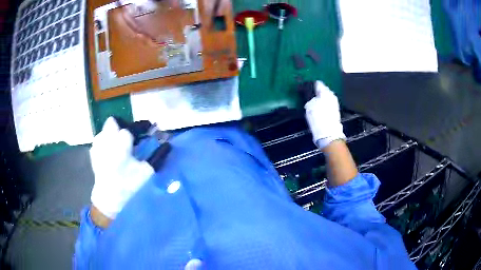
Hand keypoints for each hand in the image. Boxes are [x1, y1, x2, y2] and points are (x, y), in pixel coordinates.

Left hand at [90, 117, 153, 219]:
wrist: (109, 200)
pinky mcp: (93, 153)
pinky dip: (106, 142)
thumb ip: (157, 156)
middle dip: (123, 126)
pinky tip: (110, 152)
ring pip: (105, 130)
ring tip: (119, 145)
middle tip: (131, 137)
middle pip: (113, 122)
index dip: (140, 127)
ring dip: (113, 133)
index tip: (147, 129)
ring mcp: (97, 147)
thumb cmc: (128, 187)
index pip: (130, 129)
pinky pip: (99, 139)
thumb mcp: (146, 173)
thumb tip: (167, 144)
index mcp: (120, 147)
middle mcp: (106, 143)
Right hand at [305, 81, 345, 149]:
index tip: (304, 89)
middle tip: (308, 96)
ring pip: (325, 97)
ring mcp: (335, 103)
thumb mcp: (310, 106)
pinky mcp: (335, 111)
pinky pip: (327, 103)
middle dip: (316, 92)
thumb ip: (310, 97)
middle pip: (323, 90)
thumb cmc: (318, 119)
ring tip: (313, 103)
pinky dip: (323, 104)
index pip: (317, 83)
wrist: (329, 134)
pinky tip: (319, 109)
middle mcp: (332, 95)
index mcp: (325, 92)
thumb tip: (308, 92)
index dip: (310, 85)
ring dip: (320, 98)